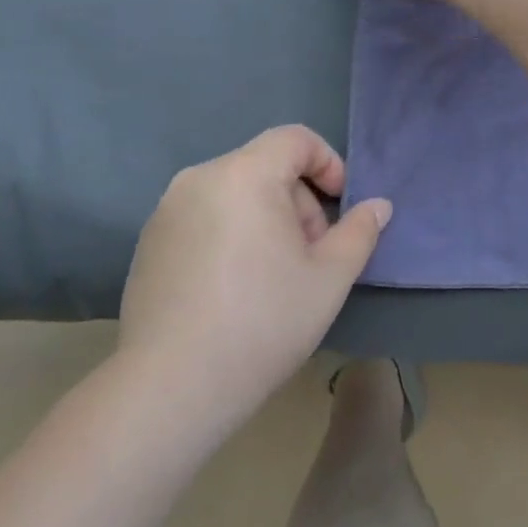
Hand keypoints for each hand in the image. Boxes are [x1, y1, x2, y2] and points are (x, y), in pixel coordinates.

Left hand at [117, 126, 390, 440]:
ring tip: (274, 275)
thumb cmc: (263, 322)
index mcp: (244, 174)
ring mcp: (167, 210)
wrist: (171, 387)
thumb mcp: (329, 278)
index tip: (340, 206)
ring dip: (266, 218)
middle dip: (298, 201)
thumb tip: (378, 206)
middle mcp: (199, 178)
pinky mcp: (149, 241)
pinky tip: (234, 288)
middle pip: (265, 166)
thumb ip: (359, 232)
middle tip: (310, 255)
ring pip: (235, 192)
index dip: (328, 163)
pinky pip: (204, 216)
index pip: (295, 139)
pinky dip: (231, 233)